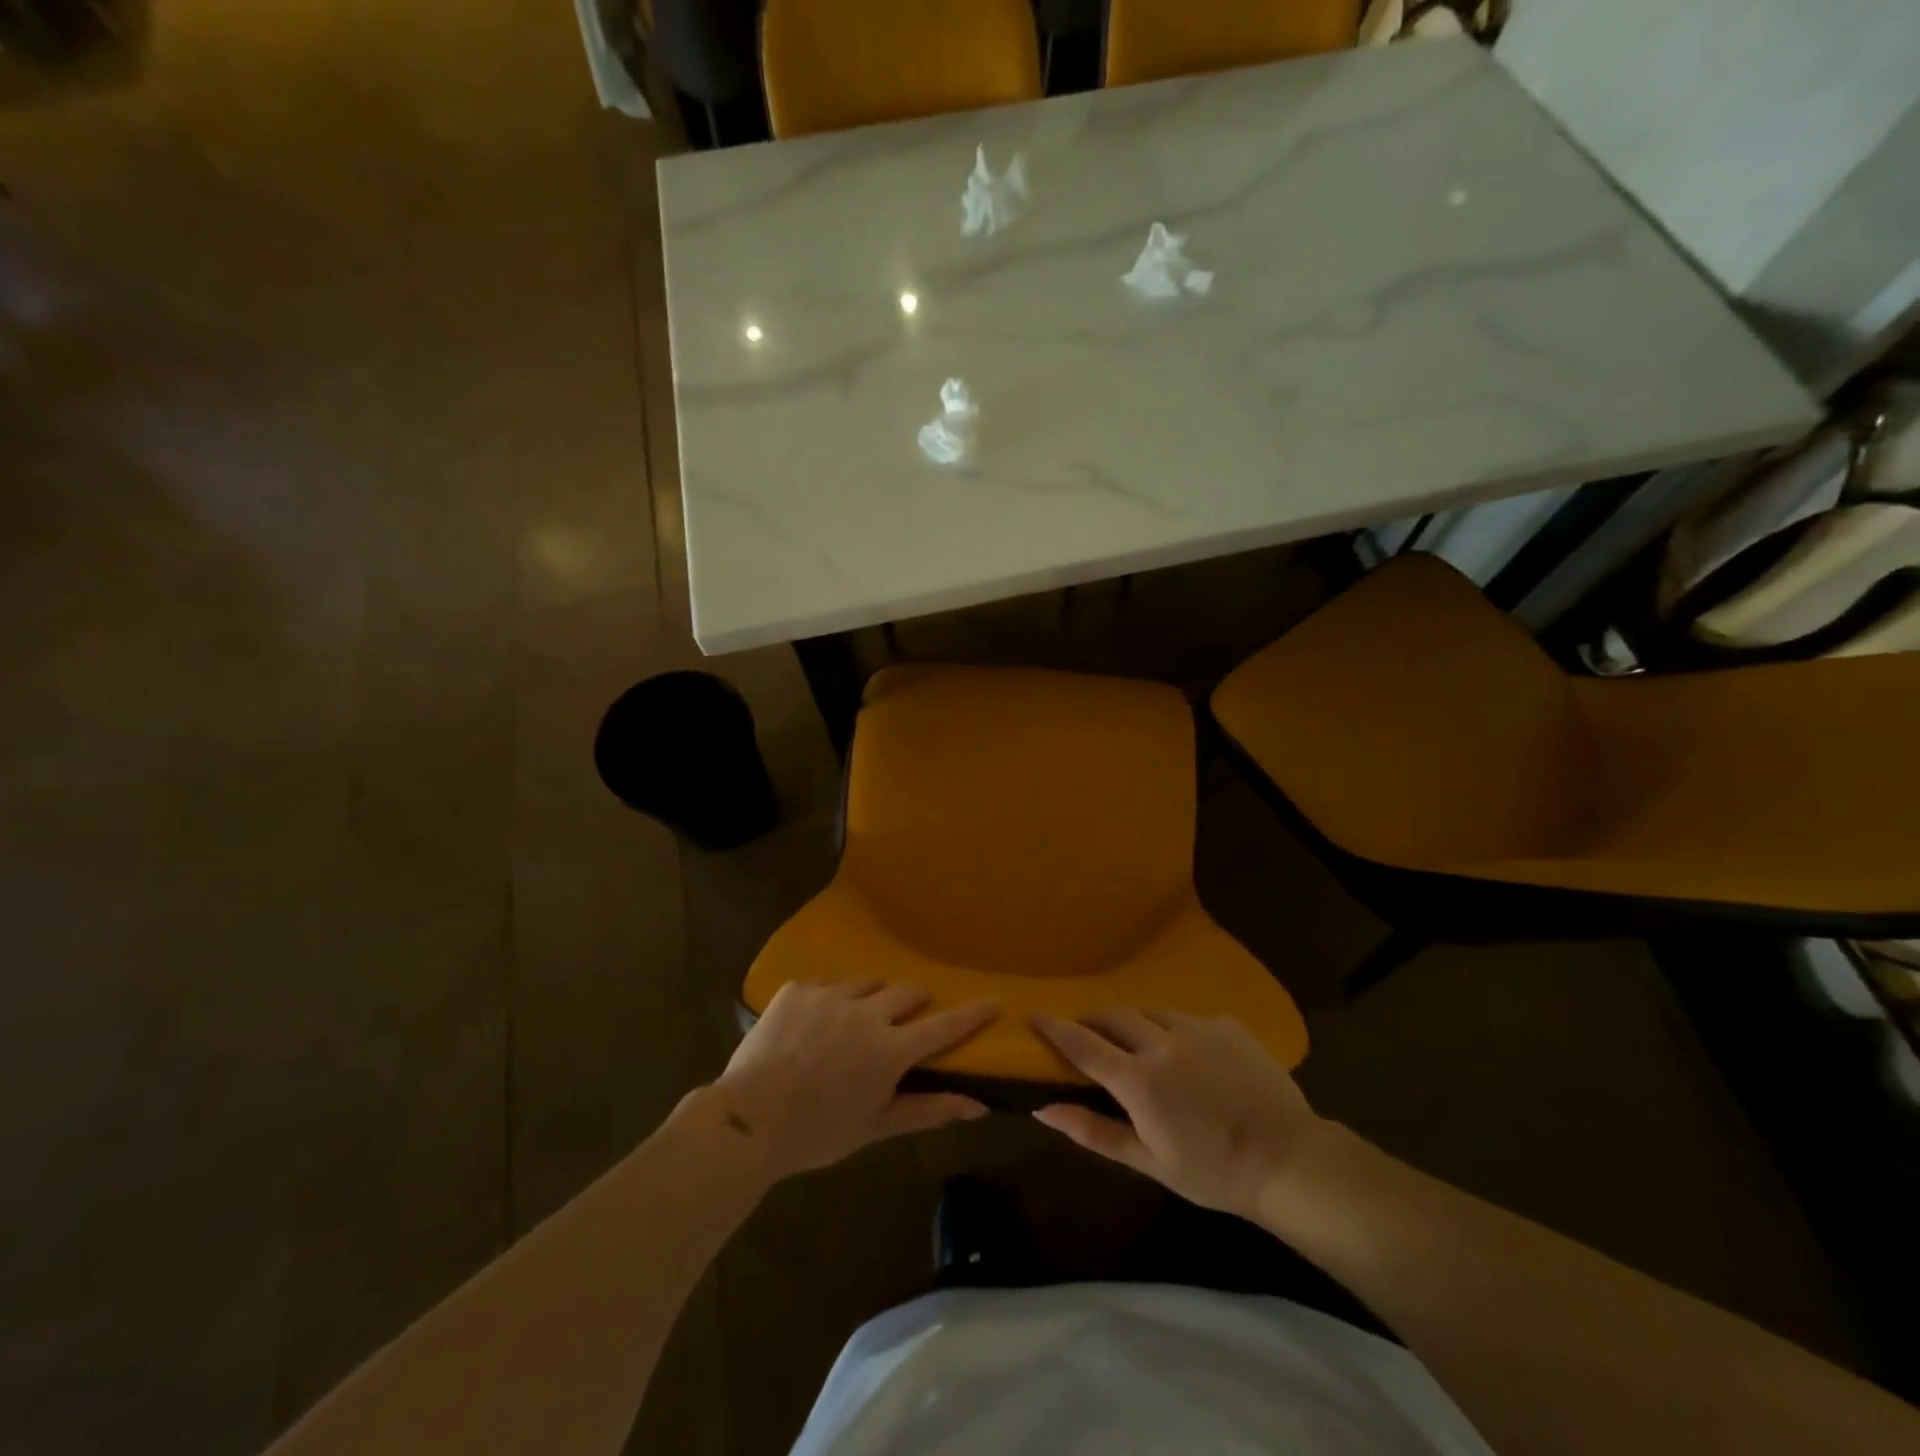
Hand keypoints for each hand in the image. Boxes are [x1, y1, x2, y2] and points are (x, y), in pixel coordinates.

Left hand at [705, 981, 997, 1181]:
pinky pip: (827, 985)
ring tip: (857, 1020)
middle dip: (915, 1002)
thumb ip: (929, 1111)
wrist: (748, 1120)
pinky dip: (832, 1000)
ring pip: (868, 983)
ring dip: (873, 998)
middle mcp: (867, 1012)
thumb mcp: (877, 1126)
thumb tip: (978, 1105)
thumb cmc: (818, 1132)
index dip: (971, 1013)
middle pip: (907, 991)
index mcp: (890, 1050)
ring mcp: (830, 995)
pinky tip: (816, 1024)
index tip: (993, 999)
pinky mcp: (799, 988)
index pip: (944, 1026)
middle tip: (906, 1019)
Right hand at [1030, 1009, 1326, 1220]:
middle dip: (1094, 1019)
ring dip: (1134, 1022)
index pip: (1082, 1043)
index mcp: (1138, 1080)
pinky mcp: (1227, 1025)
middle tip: (1088, 1032)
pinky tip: (1190, 1054)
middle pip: (1114, 1015)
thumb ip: (1094, 1131)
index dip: (1054, 1027)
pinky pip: (1189, 1018)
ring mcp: (1198, 1028)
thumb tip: (1044, 1108)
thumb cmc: (1212, 1172)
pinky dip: (1176, 1029)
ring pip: (1151, 1011)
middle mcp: (1162, 1042)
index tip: (1033, 1014)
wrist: (1288, 1160)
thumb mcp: (1149, 1161)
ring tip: (1138, 1041)